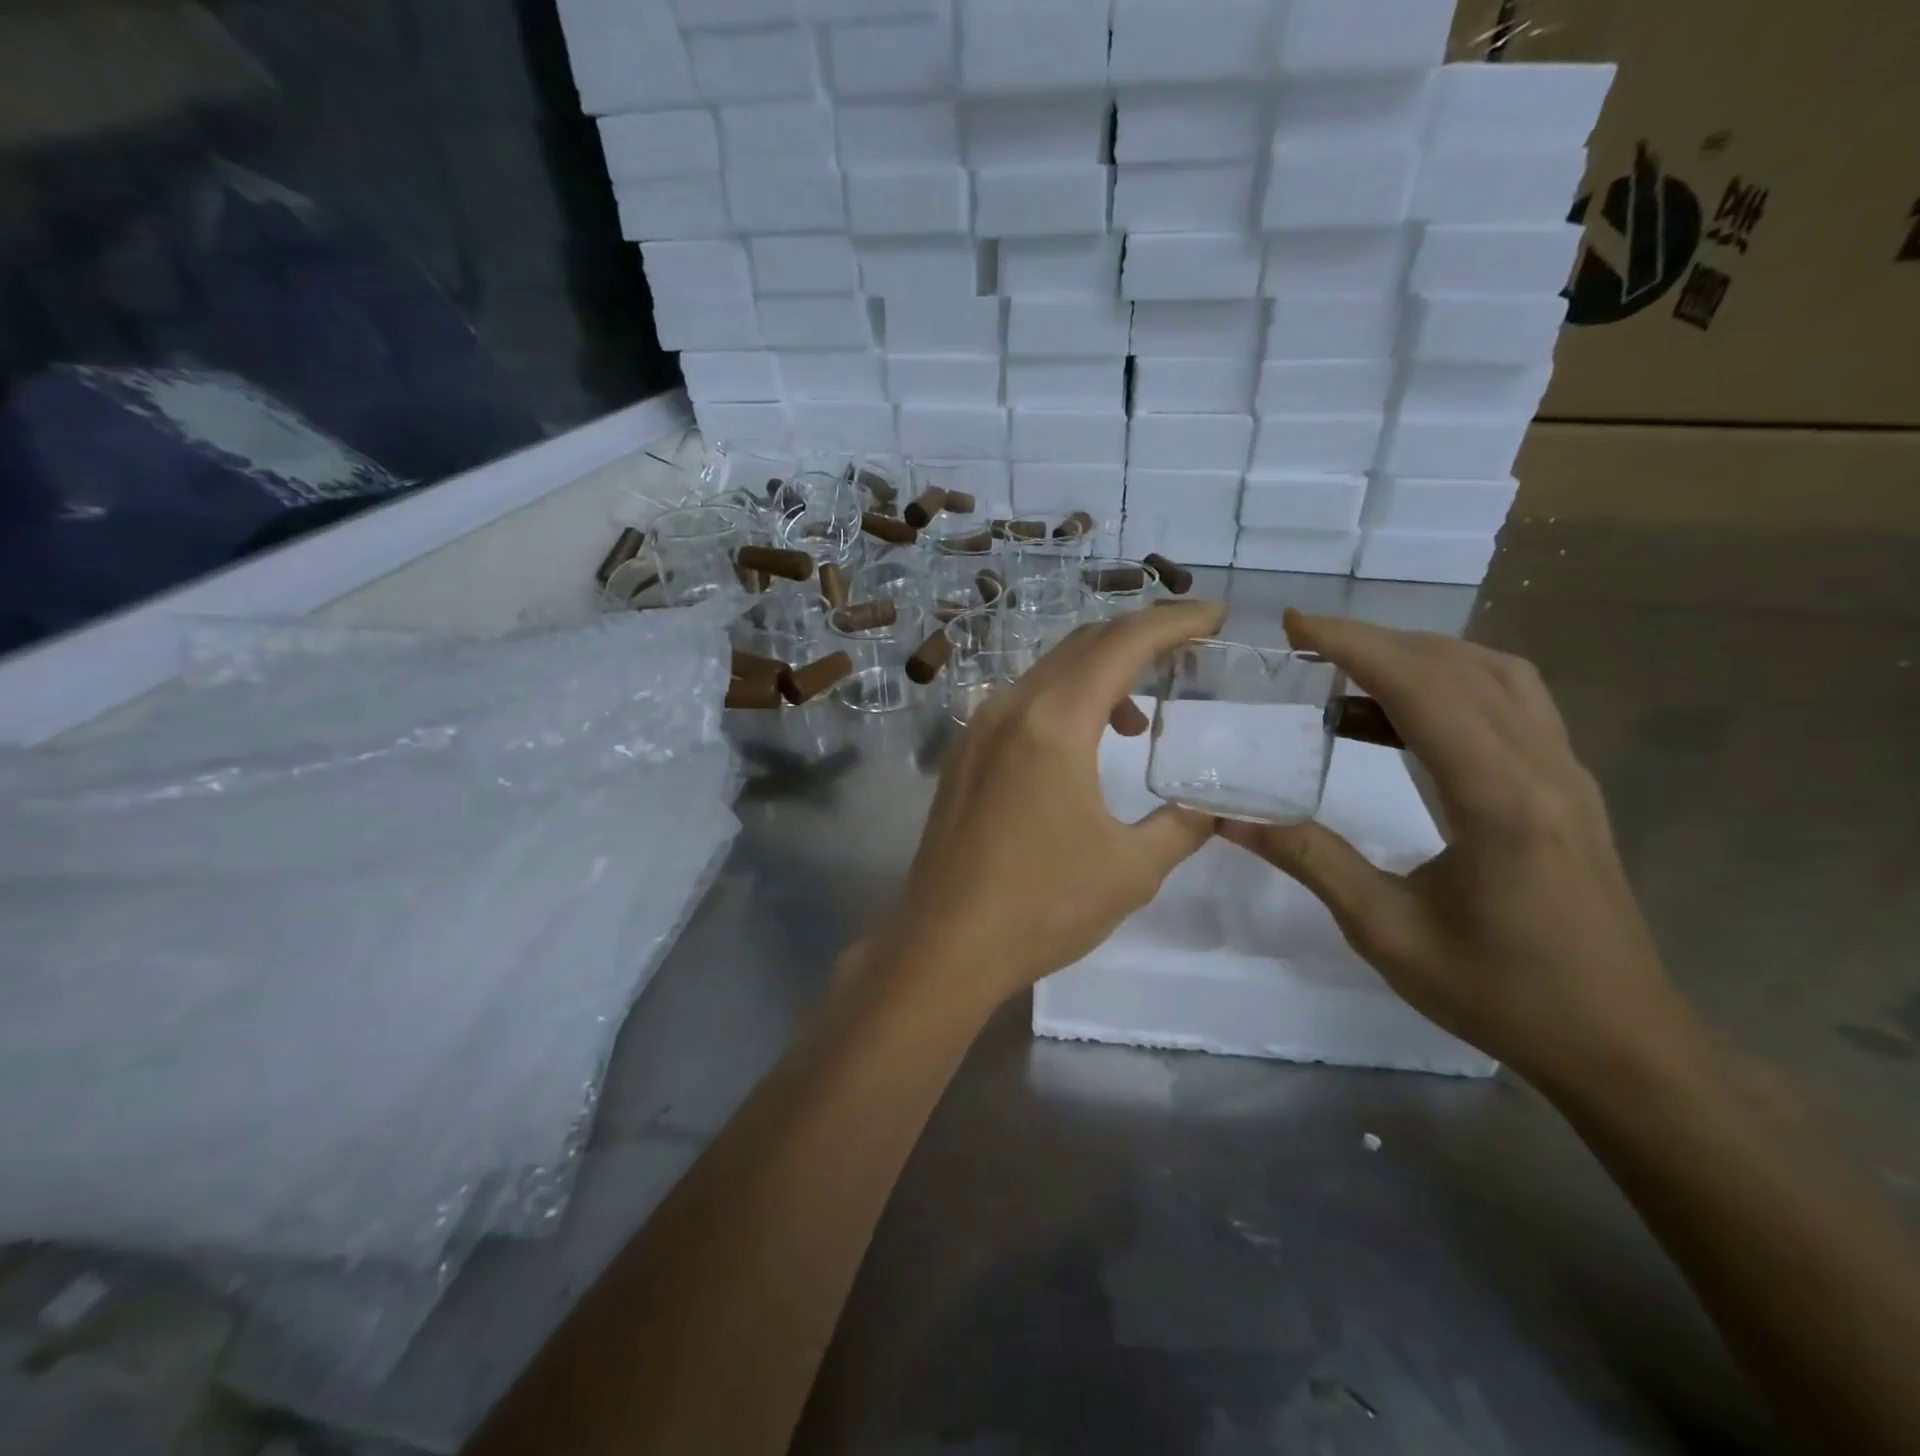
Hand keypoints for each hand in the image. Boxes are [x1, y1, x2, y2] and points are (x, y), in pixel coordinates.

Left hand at [873, 601, 1226, 1009]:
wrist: (944, 946)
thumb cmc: (1041, 906)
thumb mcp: (1131, 870)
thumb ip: (1182, 826)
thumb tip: (1213, 808)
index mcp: (1053, 722)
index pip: (1122, 644)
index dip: (1174, 621)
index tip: (1216, 615)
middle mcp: (1010, 708)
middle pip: (1083, 646)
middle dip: (1139, 638)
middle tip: (1187, 650)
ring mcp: (978, 730)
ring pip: (1048, 673)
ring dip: (1100, 676)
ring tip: (1138, 719)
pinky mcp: (963, 756)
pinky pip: (1022, 704)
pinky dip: (1064, 704)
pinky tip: (1082, 747)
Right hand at [1222, 610, 1693, 1090]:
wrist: (1619, 1042)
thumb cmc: (1499, 993)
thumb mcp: (1386, 930)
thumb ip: (1310, 861)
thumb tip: (1230, 820)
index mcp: (1498, 799)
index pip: (1421, 690)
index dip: (1354, 646)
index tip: (1294, 625)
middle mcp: (1542, 767)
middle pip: (1460, 667)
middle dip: (1377, 641)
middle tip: (1307, 644)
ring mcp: (1564, 773)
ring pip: (1495, 675)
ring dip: (1420, 656)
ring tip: (1350, 670)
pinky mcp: (1567, 787)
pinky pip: (1512, 704)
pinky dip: (1451, 685)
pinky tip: (1402, 715)